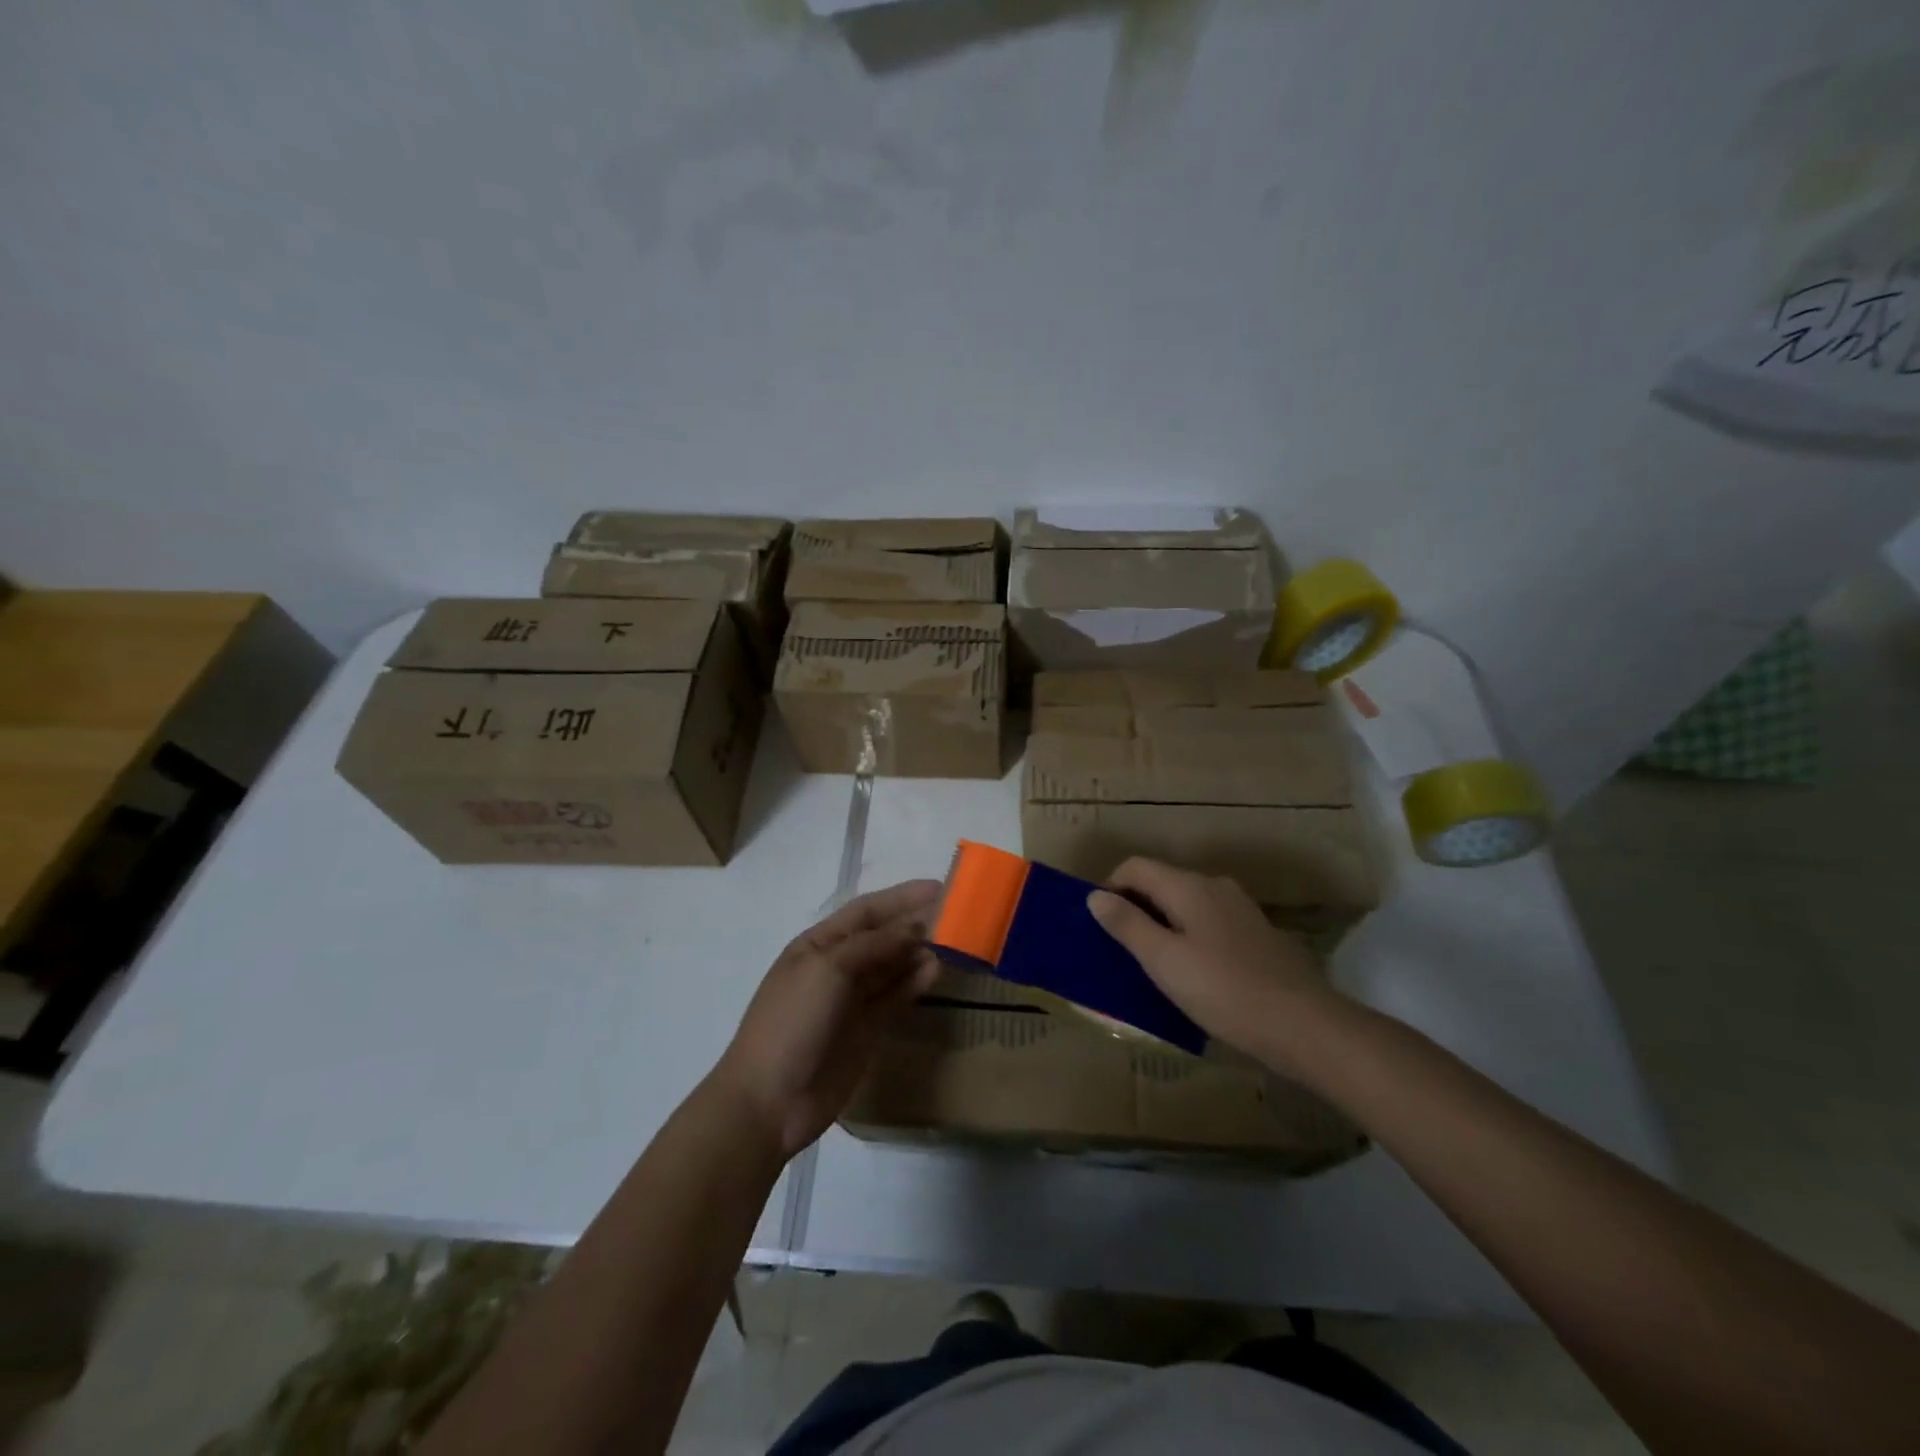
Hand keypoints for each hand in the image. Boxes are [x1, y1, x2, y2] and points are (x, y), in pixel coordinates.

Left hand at [711, 880, 940, 1160]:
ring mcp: (852, 999)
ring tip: (954, 941)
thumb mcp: (829, 969)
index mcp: (818, 944)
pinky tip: (936, 971)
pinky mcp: (867, 1029)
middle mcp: (837, 966)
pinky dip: (915, 982)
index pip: (866, 911)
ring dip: (919, 951)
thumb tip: (916, 928)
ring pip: (893, 965)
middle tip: (956, 914)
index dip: (901, 897)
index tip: (939, 888)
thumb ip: (874, 945)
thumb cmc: (792, 1021)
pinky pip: (896, 997)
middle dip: (915, 922)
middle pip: (883, 936)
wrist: (770, 1101)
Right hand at [1087, 858, 1347, 1077]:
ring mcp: (1240, 909)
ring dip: (1162, 924)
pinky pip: (1207, 923)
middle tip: (1120, 950)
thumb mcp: (1164, 961)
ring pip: (1185, 904)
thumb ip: (1127, 925)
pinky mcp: (1256, 933)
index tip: (1099, 925)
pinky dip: (1188, 936)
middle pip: (1161, 882)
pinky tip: (1192, 973)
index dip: (1110, 888)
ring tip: (1151, 965)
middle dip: (1135, 907)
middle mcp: (1214, 886)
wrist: (1305, 1025)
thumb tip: (1095, 896)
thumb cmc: (1224, 991)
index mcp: (1188, 886)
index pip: (1135, 866)